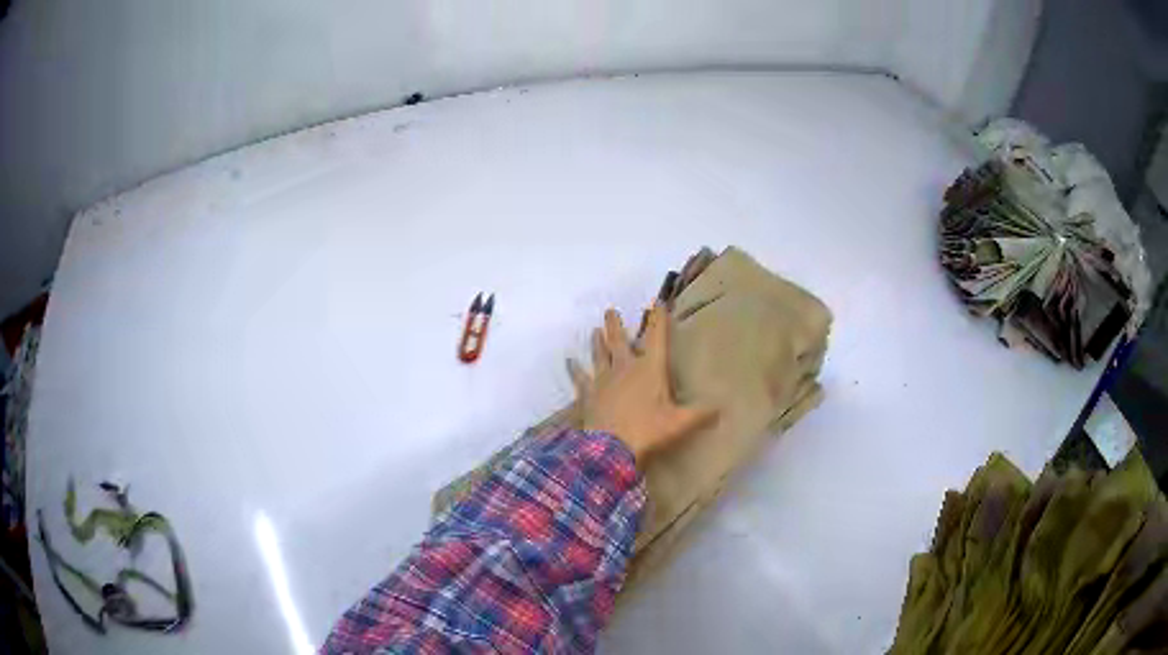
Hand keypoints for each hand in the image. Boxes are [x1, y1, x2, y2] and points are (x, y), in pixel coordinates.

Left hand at [568, 304, 715, 463]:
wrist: (611, 449)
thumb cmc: (648, 431)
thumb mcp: (680, 423)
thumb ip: (701, 414)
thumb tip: (723, 408)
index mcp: (650, 369)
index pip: (656, 338)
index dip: (658, 319)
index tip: (657, 302)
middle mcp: (625, 368)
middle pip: (619, 341)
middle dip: (616, 325)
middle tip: (610, 310)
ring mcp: (603, 380)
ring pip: (599, 354)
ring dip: (597, 342)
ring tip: (595, 329)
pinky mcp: (588, 394)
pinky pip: (580, 378)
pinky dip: (574, 369)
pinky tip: (569, 361)